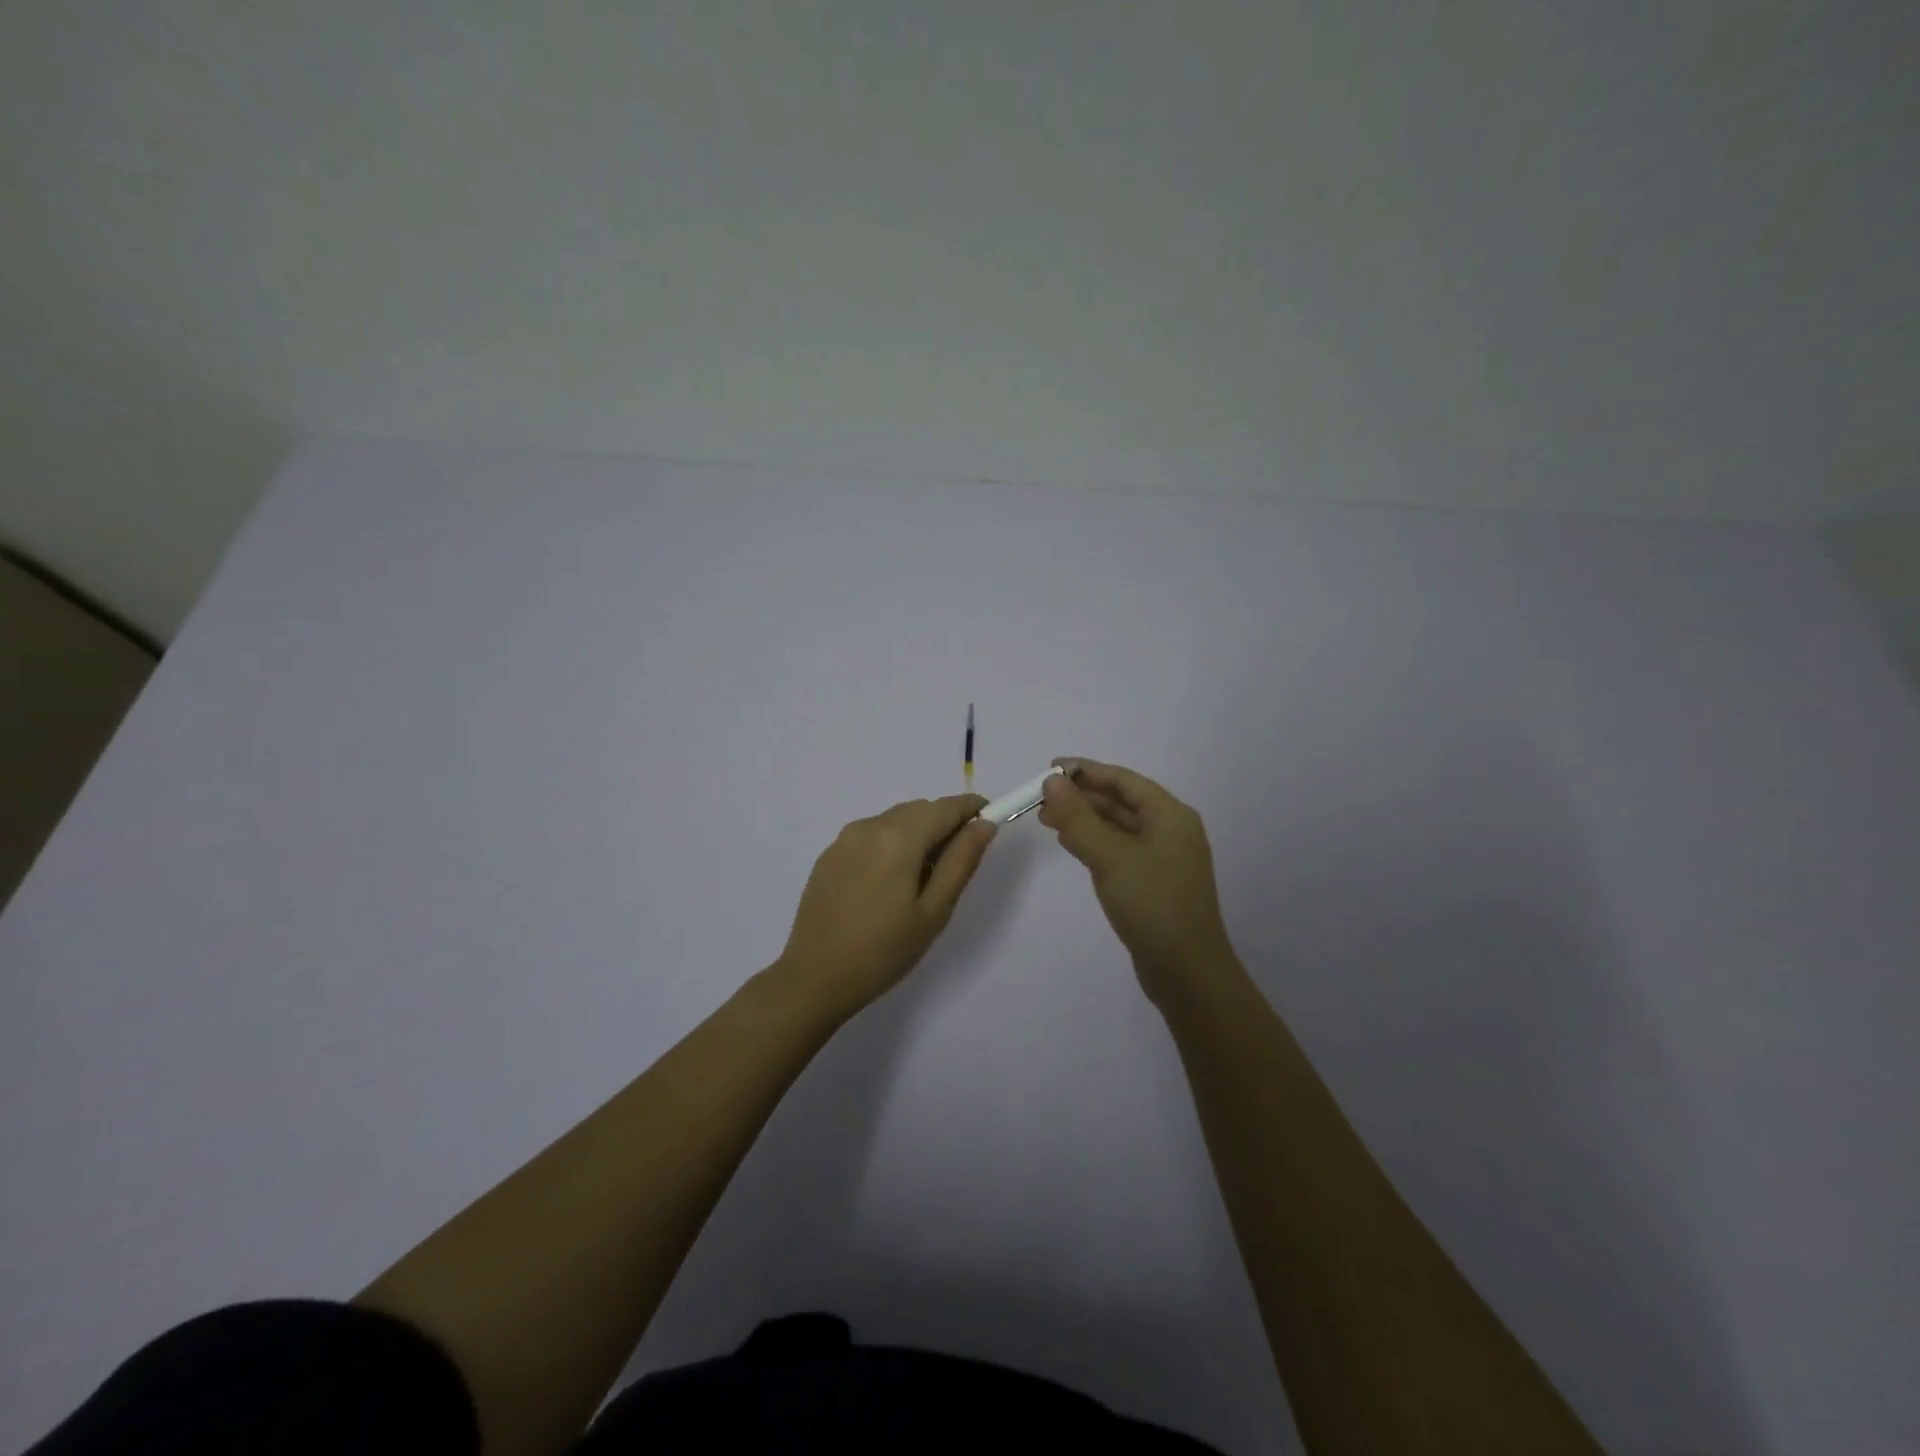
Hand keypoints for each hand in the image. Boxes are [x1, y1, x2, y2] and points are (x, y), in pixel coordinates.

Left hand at [775, 794, 996, 1017]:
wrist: (814, 979)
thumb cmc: (883, 951)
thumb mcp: (933, 911)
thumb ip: (961, 861)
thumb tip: (983, 824)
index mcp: (898, 837)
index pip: (945, 807)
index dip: (972, 809)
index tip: (989, 822)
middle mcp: (869, 826)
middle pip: (919, 810)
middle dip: (944, 824)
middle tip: (955, 865)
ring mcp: (844, 839)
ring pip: (895, 820)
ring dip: (917, 834)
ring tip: (921, 880)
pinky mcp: (829, 855)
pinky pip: (871, 835)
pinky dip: (891, 844)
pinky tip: (888, 884)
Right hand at [1038, 759, 1236, 1004]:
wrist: (1187, 972)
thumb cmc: (1151, 904)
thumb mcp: (1109, 856)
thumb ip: (1078, 817)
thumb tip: (1051, 781)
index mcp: (1170, 815)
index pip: (1123, 779)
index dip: (1086, 771)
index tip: (1049, 769)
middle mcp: (1170, 830)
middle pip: (1121, 801)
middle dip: (1081, 797)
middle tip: (1040, 797)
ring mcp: (1163, 858)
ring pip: (1118, 826)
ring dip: (1084, 819)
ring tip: (1046, 818)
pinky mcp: (1153, 882)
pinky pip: (1120, 849)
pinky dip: (1094, 842)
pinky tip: (1070, 843)